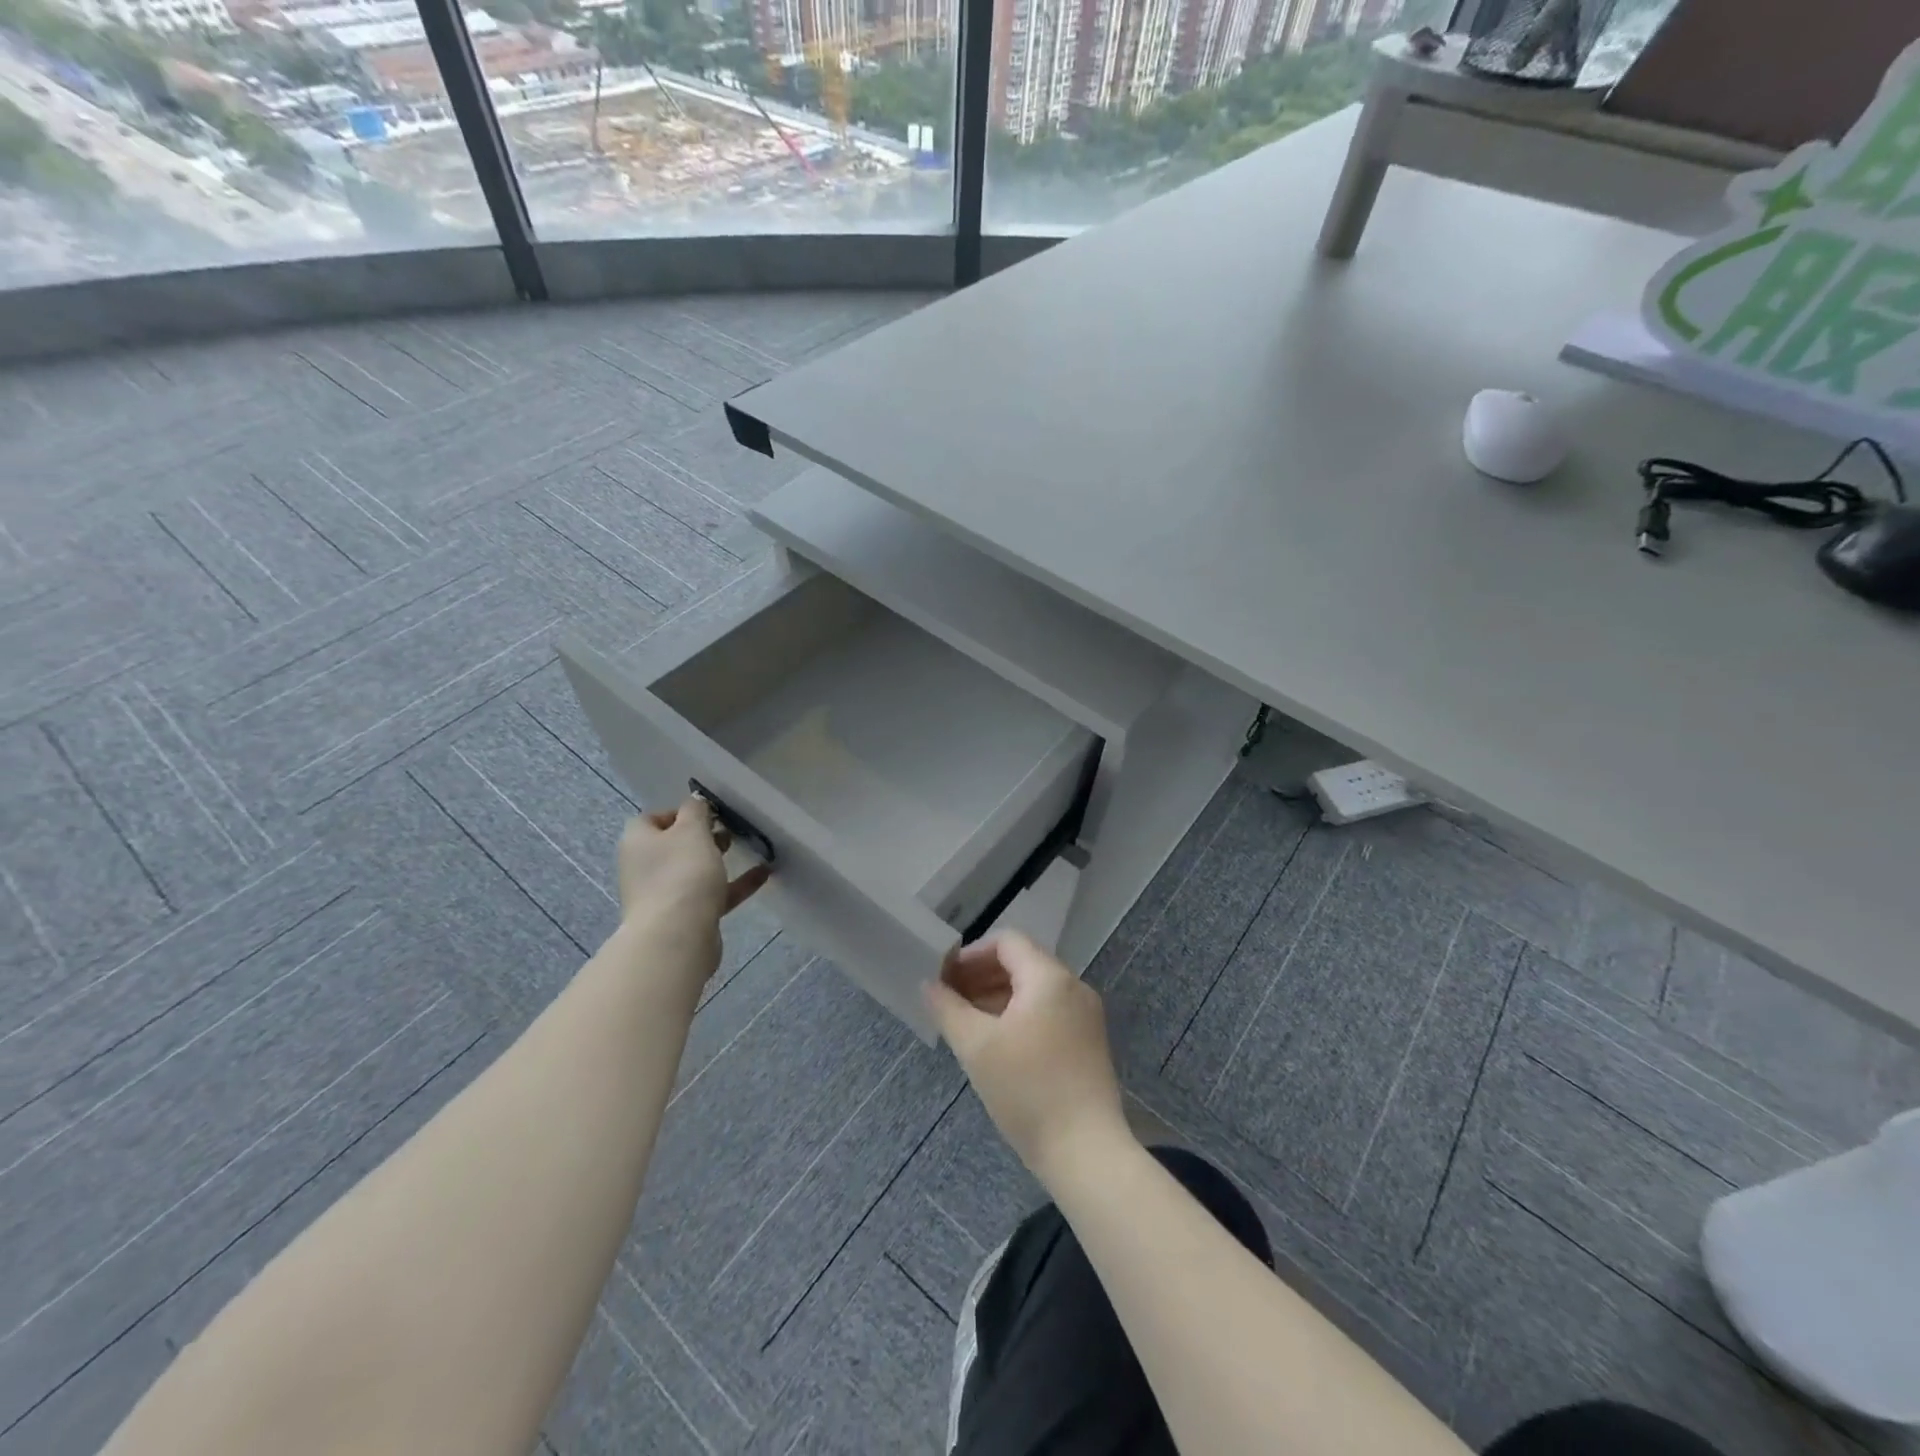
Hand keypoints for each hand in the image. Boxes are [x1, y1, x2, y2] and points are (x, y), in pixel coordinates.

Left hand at [616, 798, 769, 975]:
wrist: (677, 937)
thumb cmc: (682, 874)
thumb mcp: (692, 831)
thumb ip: (696, 811)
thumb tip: (694, 802)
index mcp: (639, 842)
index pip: (653, 818)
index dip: (680, 812)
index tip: (708, 813)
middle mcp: (645, 868)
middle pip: (674, 845)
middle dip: (702, 836)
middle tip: (728, 829)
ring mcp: (664, 895)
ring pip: (693, 871)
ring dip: (718, 860)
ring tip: (747, 848)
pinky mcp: (685, 917)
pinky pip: (712, 894)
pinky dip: (734, 884)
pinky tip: (763, 874)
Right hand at [925, 931, 1130, 1186]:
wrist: (1085, 1151)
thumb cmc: (1027, 1091)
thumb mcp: (976, 1047)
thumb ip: (948, 1008)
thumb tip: (929, 985)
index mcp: (1049, 977)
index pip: (1007, 942)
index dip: (971, 953)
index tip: (945, 977)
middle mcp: (1073, 986)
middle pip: (1022, 962)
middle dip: (982, 975)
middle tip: (950, 999)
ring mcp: (1085, 1015)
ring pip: (1035, 989)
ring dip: (998, 996)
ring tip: (967, 1022)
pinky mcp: (1089, 1042)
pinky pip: (1049, 1011)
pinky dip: (1019, 1015)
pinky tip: (997, 1043)